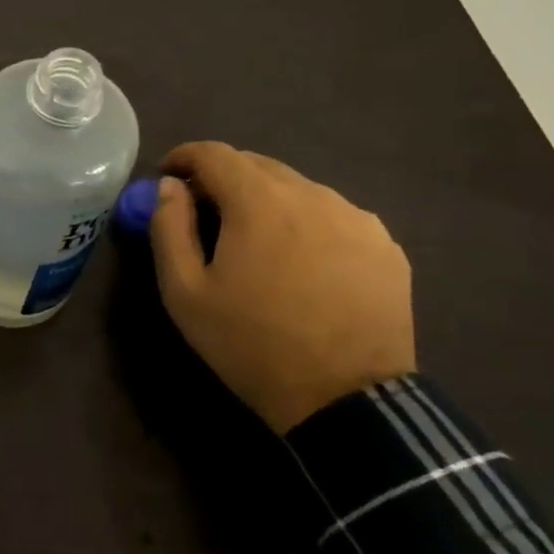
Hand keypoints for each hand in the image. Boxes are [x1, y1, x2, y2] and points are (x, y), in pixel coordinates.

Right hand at [149, 142, 414, 434]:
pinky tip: (302, 264)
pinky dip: (307, 225)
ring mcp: (356, 218)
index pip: (214, 153)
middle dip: (223, 180)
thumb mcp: (185, 292)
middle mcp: (312, 194)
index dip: (184, 157)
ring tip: (256, 243)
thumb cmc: (251, 343)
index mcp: (259, 201)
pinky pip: (334, 217)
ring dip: (267, 202)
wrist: (345, 400)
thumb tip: (169, 186)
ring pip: (298, 190)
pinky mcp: (386, 246)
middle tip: (205, 213)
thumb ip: (169, 228)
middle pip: (257, 166)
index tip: (168, 177)